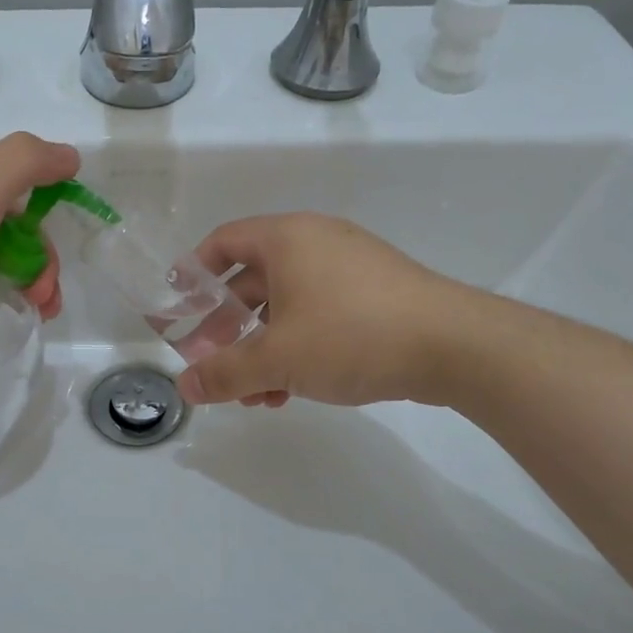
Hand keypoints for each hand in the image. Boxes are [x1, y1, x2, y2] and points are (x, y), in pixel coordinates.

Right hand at [177, 213, 460, 407]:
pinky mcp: (375, 296)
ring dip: (262, 349)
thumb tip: (184, 387)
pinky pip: (318, 316)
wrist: (454, 346)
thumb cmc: (351, 335)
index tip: (177, 307)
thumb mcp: (277, 358)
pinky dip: (296, 348)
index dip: (194, 273)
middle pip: (252, 280)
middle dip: (228, 328)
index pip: (223, 242)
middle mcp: (316, 243)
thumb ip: (224, 373)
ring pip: (287, 306)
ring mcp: (349, 269)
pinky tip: (290, 392)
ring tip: (253, 394)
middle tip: (211, 362)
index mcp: (287, 238)